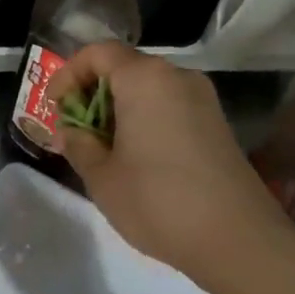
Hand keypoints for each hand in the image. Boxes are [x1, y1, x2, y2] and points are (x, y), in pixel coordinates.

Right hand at [47, 43, 294, 279]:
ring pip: (147, 89)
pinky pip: (168, 107)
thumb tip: (71, 132)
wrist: (239, 240)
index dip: (68, 74)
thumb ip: (78, 144)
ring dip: (117, 110)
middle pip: (124, 68)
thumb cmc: (158, 201)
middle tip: (73, 131)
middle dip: (91, 94)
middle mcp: (177, 77)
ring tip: (100, 148)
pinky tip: (134, 158)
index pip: (98, 53)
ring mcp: (202, 100)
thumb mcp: (101, 176)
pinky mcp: (216, 125)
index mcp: (144, 78)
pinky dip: (143, 120)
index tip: (55, 107)